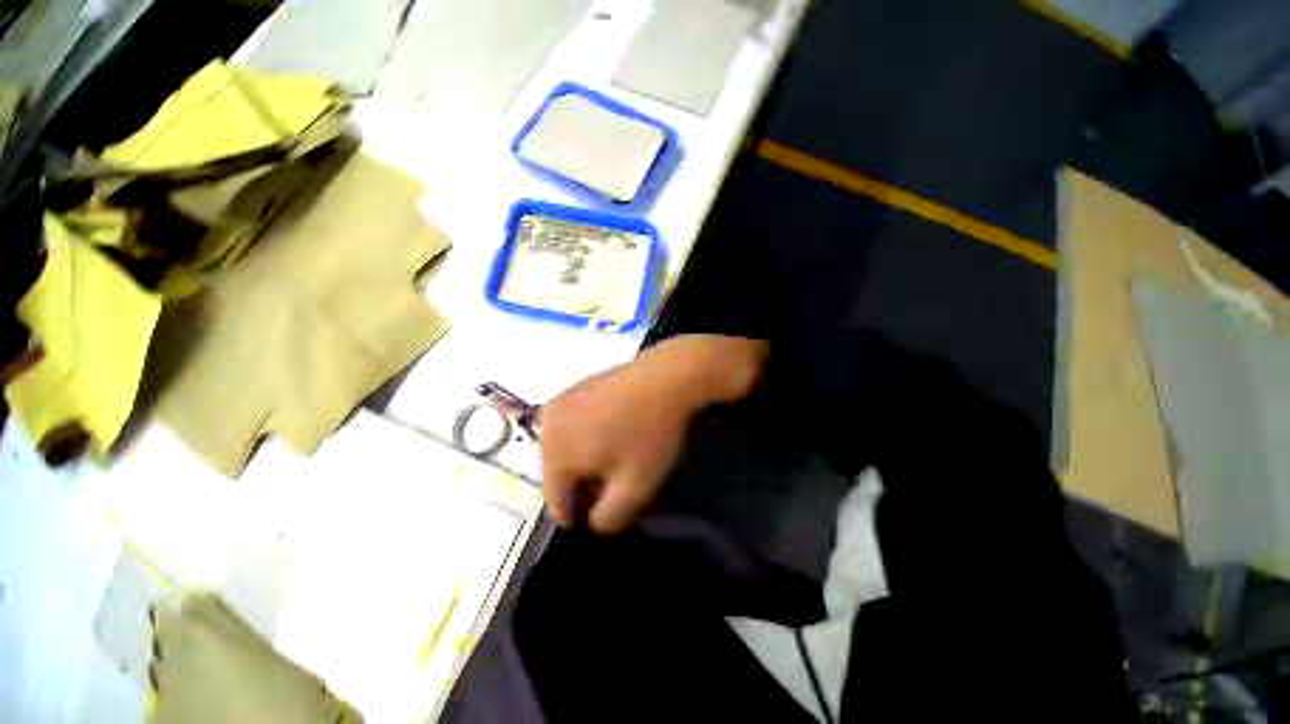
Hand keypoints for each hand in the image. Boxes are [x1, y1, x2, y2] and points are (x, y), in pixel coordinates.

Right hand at [539, 335, 767, 533]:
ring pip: (565, 448)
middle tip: (615, 482)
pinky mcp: (574, 387)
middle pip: (558, 474)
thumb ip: (608, 518)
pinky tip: (613, 430)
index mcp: (554, 454)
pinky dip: (586, 435)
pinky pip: (572, 424)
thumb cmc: (650, 432)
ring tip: (616, 456)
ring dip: (585, 459)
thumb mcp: (635, 487)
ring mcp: (559, 401)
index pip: (556, 503)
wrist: (667, 375)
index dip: (580, 515)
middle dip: (583, 485)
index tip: (604, 511)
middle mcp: (546, 426)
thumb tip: (592, 521)